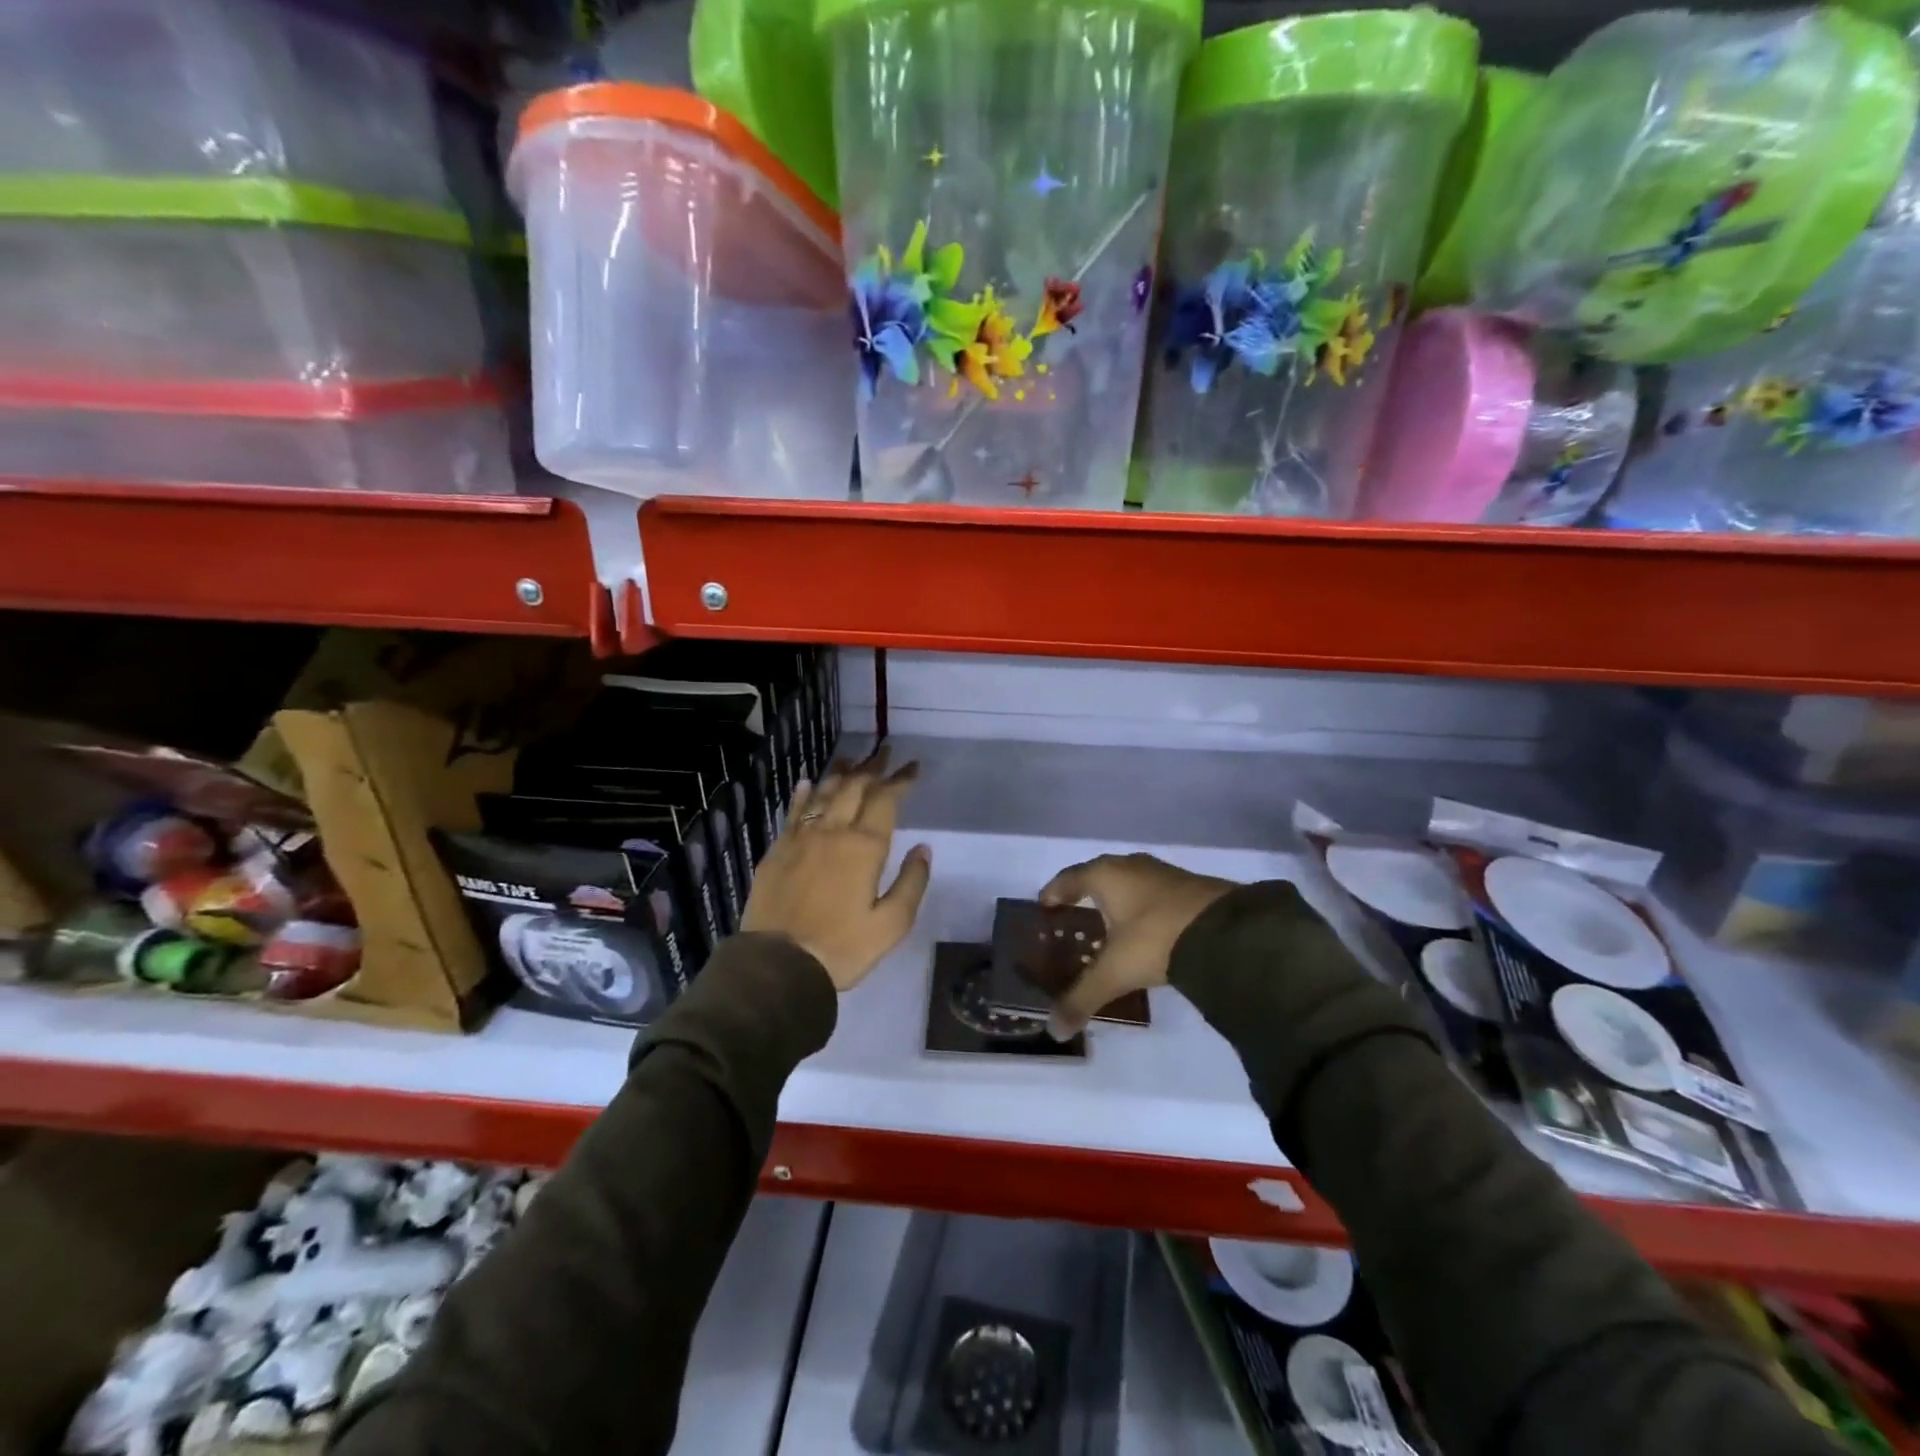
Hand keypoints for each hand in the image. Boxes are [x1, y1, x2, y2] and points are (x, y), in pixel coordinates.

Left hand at [741, 750, 931, 991]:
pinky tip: (808, 783)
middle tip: (885, 754)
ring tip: (853, 760)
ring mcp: (800, 838)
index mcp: (864, 847)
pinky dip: (804, 793)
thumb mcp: (891, 925)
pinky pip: (794, 811)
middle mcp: (832, 832)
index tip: (913, 767)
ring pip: (823, 793)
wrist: (777, 965)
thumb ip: (911, 882)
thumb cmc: (842, 948)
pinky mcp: (777, 850)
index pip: (886, 800)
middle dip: (873, 768)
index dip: (901, 780)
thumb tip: (923, 848)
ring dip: (841, 774)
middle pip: (854, 788)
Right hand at [1038, 854, 1235, 1036]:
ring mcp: (1164, 873)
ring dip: (1117, 902)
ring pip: (1129, 884)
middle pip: (1098, 877)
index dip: (1054, 892)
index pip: (1069, 878)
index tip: (1045, 906)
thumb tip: (1053, 1030)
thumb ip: (1081, 998)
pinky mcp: (1190, 887)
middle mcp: (1131, 865)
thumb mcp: (1114, 972)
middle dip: (1085, 897)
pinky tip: (1146, 933)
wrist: (1226, 931)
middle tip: (1075, 920)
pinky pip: (1153, 894)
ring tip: (1109, 928)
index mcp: (1105, 875)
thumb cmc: (1155, 938)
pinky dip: (1143, 909)